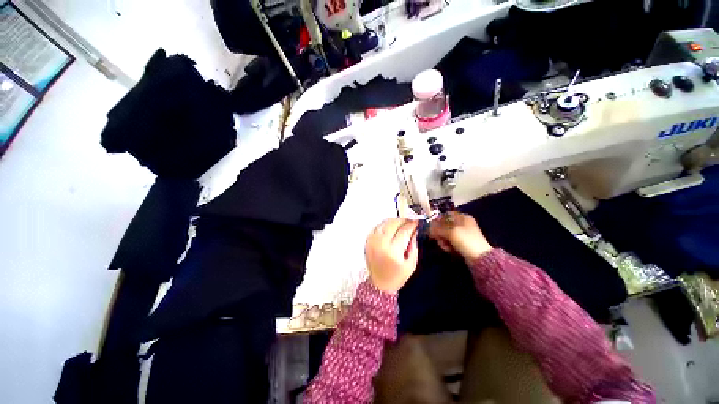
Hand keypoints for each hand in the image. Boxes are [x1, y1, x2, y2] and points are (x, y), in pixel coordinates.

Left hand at [365, 218, 419, 292]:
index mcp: (392, 251)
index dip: (412, 224)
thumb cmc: (397, 276)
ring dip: (395, 221)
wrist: (379, 284)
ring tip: (402, 224)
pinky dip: (386, 224)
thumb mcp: (411, 264)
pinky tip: (392, 228)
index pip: (404, 231)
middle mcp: (380, 243)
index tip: (418, 222)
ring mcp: (372, 241)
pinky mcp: (368, 240)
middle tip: (410, 222)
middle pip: (393, 223)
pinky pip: (377, 226)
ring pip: (384, 222)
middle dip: (403, 220)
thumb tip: (415, 230)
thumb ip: (414, 245)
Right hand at [429, 212, 492, 261]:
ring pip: (446, 235)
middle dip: (440, 233)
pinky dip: (448, 246)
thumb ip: (437, 228)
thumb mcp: (450, 232)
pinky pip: (451, 242)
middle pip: (444, 226)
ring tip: (445, 246)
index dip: (437, 220)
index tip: (431, 227)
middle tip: (439, 239)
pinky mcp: (462, 243)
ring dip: (443, 241)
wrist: (479, 257)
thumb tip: (428, 228)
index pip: (446, 215)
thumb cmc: (465, 240)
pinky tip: (449, 250)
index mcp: (462, 217)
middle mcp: (462, 224)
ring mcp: (463, 234)